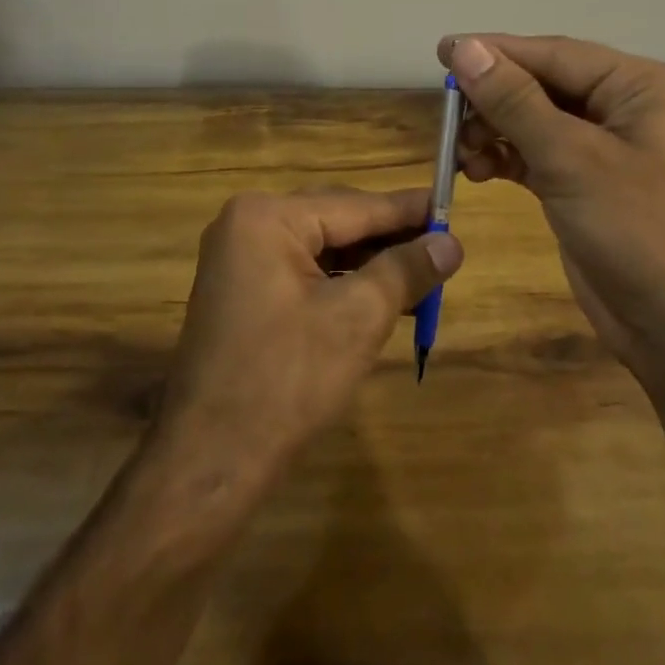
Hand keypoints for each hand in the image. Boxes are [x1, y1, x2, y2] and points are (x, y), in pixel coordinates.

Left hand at [151, 187, 461, 488]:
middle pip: (337, 221)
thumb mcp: (358, 318)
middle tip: (444, 244)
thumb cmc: (287, 380)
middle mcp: (247, 225)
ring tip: (423, 275)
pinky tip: (381, 296)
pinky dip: (343, 282)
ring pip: (322, 248)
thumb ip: (406, 270)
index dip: (408, 209)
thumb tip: (452, 242)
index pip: (355, 205)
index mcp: (267, 218)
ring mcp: (239, 259)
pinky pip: (303, 272)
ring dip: (370, 263)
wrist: (211, 460)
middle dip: (390, 238)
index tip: (452, 204)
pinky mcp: (242, 292)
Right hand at [438, 34, 664, 382]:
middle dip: (493, 99)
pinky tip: (476, 170)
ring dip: (494, 131)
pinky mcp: (584, 184)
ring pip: (534, 120)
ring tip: (460, 152)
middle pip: (542, 84)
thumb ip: (516, 101)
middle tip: (447, 115)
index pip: (555, 54)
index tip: (441, 51)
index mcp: (639, 86)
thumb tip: (465, 48)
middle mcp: (623, 107)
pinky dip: (504, 158)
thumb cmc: (638, 231)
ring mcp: (603, 148)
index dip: (495, 52)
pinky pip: (535, 154)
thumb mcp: (572, 159)